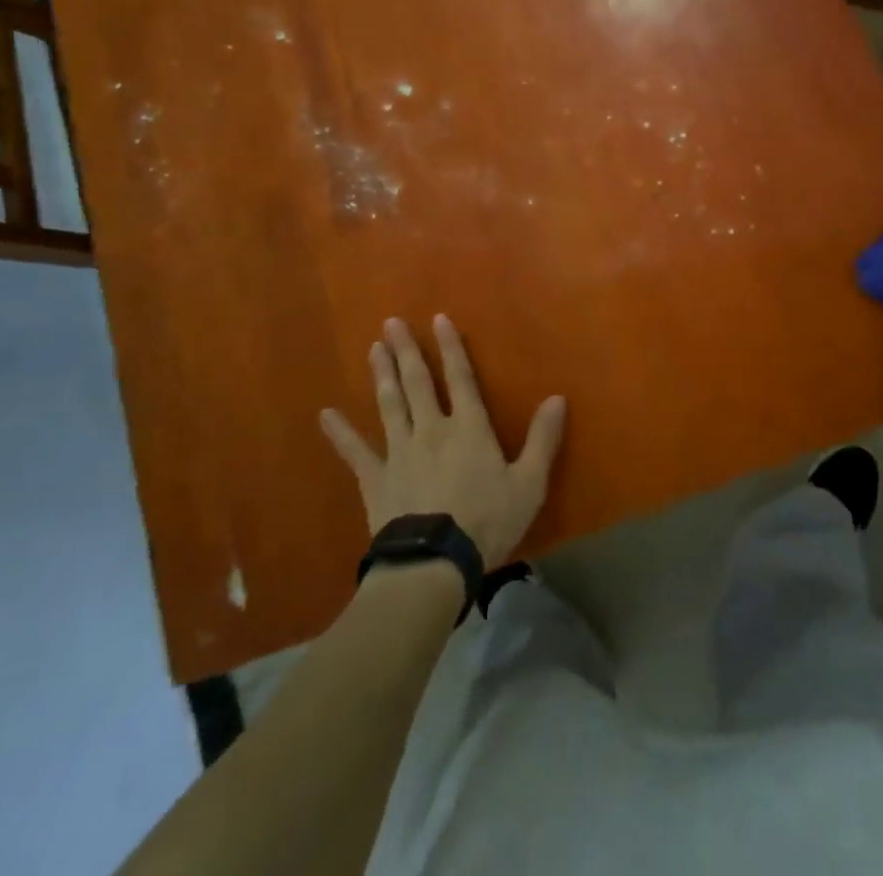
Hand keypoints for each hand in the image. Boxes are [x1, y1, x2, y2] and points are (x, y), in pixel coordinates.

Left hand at [319, 315, 565, 567]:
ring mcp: (399, 452)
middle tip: (391, 323)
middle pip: (418, 382)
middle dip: (406, 351)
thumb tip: (558, 397)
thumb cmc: (487, 522)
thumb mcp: (529, 483)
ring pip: (390, 405)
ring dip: (382, 375)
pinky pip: (355, 452)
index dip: (450, 347)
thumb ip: (542, 439)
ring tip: (374, 348)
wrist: (434, 564)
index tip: (438, 319)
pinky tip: (325, 414)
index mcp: (468, 428)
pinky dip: (340, 433)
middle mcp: (431, 429)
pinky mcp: (375, 479)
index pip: (460, 377)